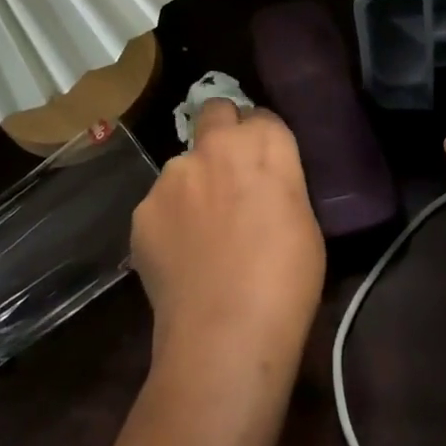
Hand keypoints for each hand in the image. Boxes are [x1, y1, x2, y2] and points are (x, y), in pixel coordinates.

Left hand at [131, 100, 326, 385]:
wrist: (225, 334)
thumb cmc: (286, 280)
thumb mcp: (303, 219)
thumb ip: (279, 183)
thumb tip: (262, 183)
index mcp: (264, 144)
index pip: (261, 116)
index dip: (262, 139)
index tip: (264, 165)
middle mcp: (215, 146)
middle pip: (215, 111)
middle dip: (222, 130)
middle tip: (229, 172)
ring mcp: (173, 175)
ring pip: (183, 164)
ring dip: (193, 183)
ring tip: (200, 232)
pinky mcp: (142, 209)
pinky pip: (160, 204)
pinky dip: (169, 221)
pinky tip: (180, 256)